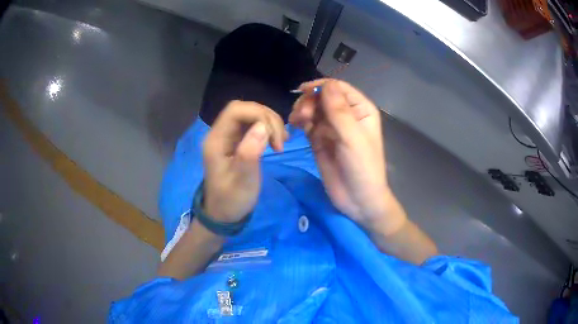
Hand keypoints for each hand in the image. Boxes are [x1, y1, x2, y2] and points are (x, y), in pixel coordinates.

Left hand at [203, 100, 286, 222]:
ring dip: (269, 124)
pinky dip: (267, 129)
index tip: (275, 137)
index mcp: (216, 140)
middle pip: (244, 109)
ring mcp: (227, 137)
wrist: (223, 214)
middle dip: (267, 119)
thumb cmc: (232, 200)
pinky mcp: (236, 142)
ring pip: (250, 115)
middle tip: (280, 141)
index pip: (236, 110)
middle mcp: (220, 133)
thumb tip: (262, 126)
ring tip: (280, 143)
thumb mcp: (242, 181)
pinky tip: (276, 141)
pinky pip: (252, 126)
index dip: (259, 115)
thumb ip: (249, 153)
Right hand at [290, 79, 404, 232]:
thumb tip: (326, 85)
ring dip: (302, 111)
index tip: (302, 92)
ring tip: (296, 122)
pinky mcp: (319, 140)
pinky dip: (299, 122)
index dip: (320, 87)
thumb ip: (339, 111)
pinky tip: (294, 126)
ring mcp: (332, 127)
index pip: (338, 88)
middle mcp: (346, 114)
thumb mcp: (353, 138)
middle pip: (322, 97)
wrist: (357, 200)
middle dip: (309, 102)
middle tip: (301, 116)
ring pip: (313, 109)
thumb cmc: (362, 167)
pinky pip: (307, 124)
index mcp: (360, 109)